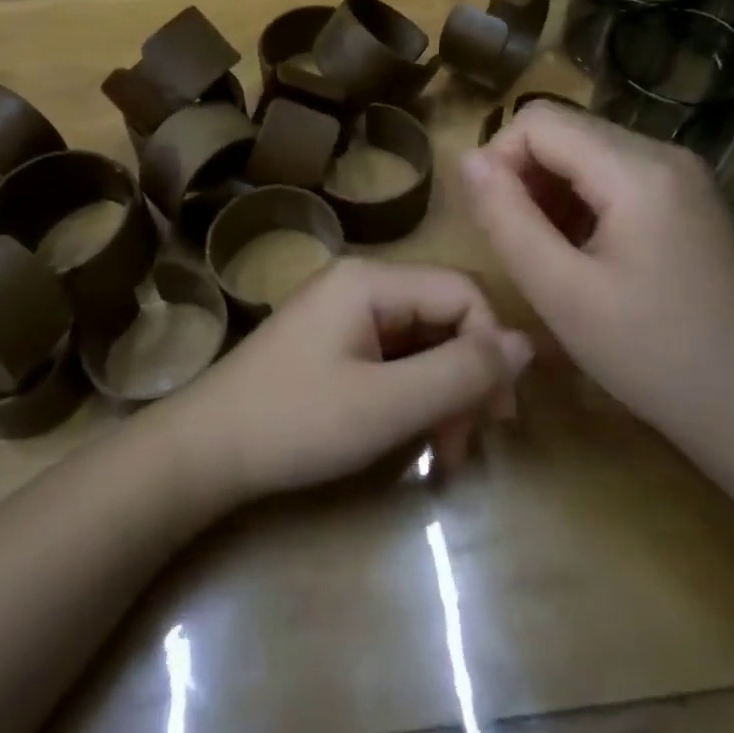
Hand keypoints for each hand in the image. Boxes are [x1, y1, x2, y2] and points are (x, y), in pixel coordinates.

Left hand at [165, 258, 531, 501]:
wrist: (206, 450)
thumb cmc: (297, 422)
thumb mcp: (388, 403)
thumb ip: (461, 371)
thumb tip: (527, 344)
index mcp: (372, 280)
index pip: (463, 293)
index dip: (492, 349)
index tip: (498, 416)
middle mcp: (361, 283)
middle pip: (444, 316)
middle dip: (466, 379)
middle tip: (465, 444)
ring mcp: (344, 311)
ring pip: (422, 340)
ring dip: (442, 393)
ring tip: (442, 452)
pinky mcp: (334, 341)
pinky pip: (394, 355)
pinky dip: (413, 394)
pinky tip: (414, 435)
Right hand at [459, 101, 733, 434]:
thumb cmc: (652, 355)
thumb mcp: (561, 292)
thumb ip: (507, 218)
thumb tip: (468, 160)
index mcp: (637, 169)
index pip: (537, 120)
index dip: (499, 160)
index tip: (493, 221)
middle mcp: (664, 153)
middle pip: (563, 131)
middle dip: (525, 178)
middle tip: (520, 245)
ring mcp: (681, 175)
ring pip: (585, 153)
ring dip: (550, 193)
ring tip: (550, 255)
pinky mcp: (686, 199)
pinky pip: (613, 176)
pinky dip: (581, 204)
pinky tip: (584, 255)